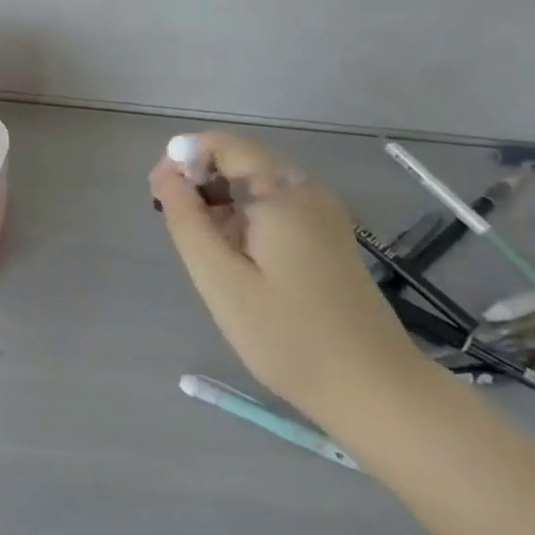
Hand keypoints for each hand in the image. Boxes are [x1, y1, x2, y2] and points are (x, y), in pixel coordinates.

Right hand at [150, 132, 428, 419]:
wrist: (374, 391)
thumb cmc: (288, 336)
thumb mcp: (221, 279)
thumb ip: (187, 220)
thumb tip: (164, 173)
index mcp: (282, 193)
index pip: (225, 144)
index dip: (184, 158)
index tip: (160, 197)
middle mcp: (307, 192)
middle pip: (241, 163)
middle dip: (200, 185)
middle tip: (178, 234)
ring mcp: (323, 215)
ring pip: (257, 188)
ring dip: (221, 207)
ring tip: (207, 257)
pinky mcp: (328, 239)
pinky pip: (276, 210)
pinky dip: (246, 223)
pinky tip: (238, 265)